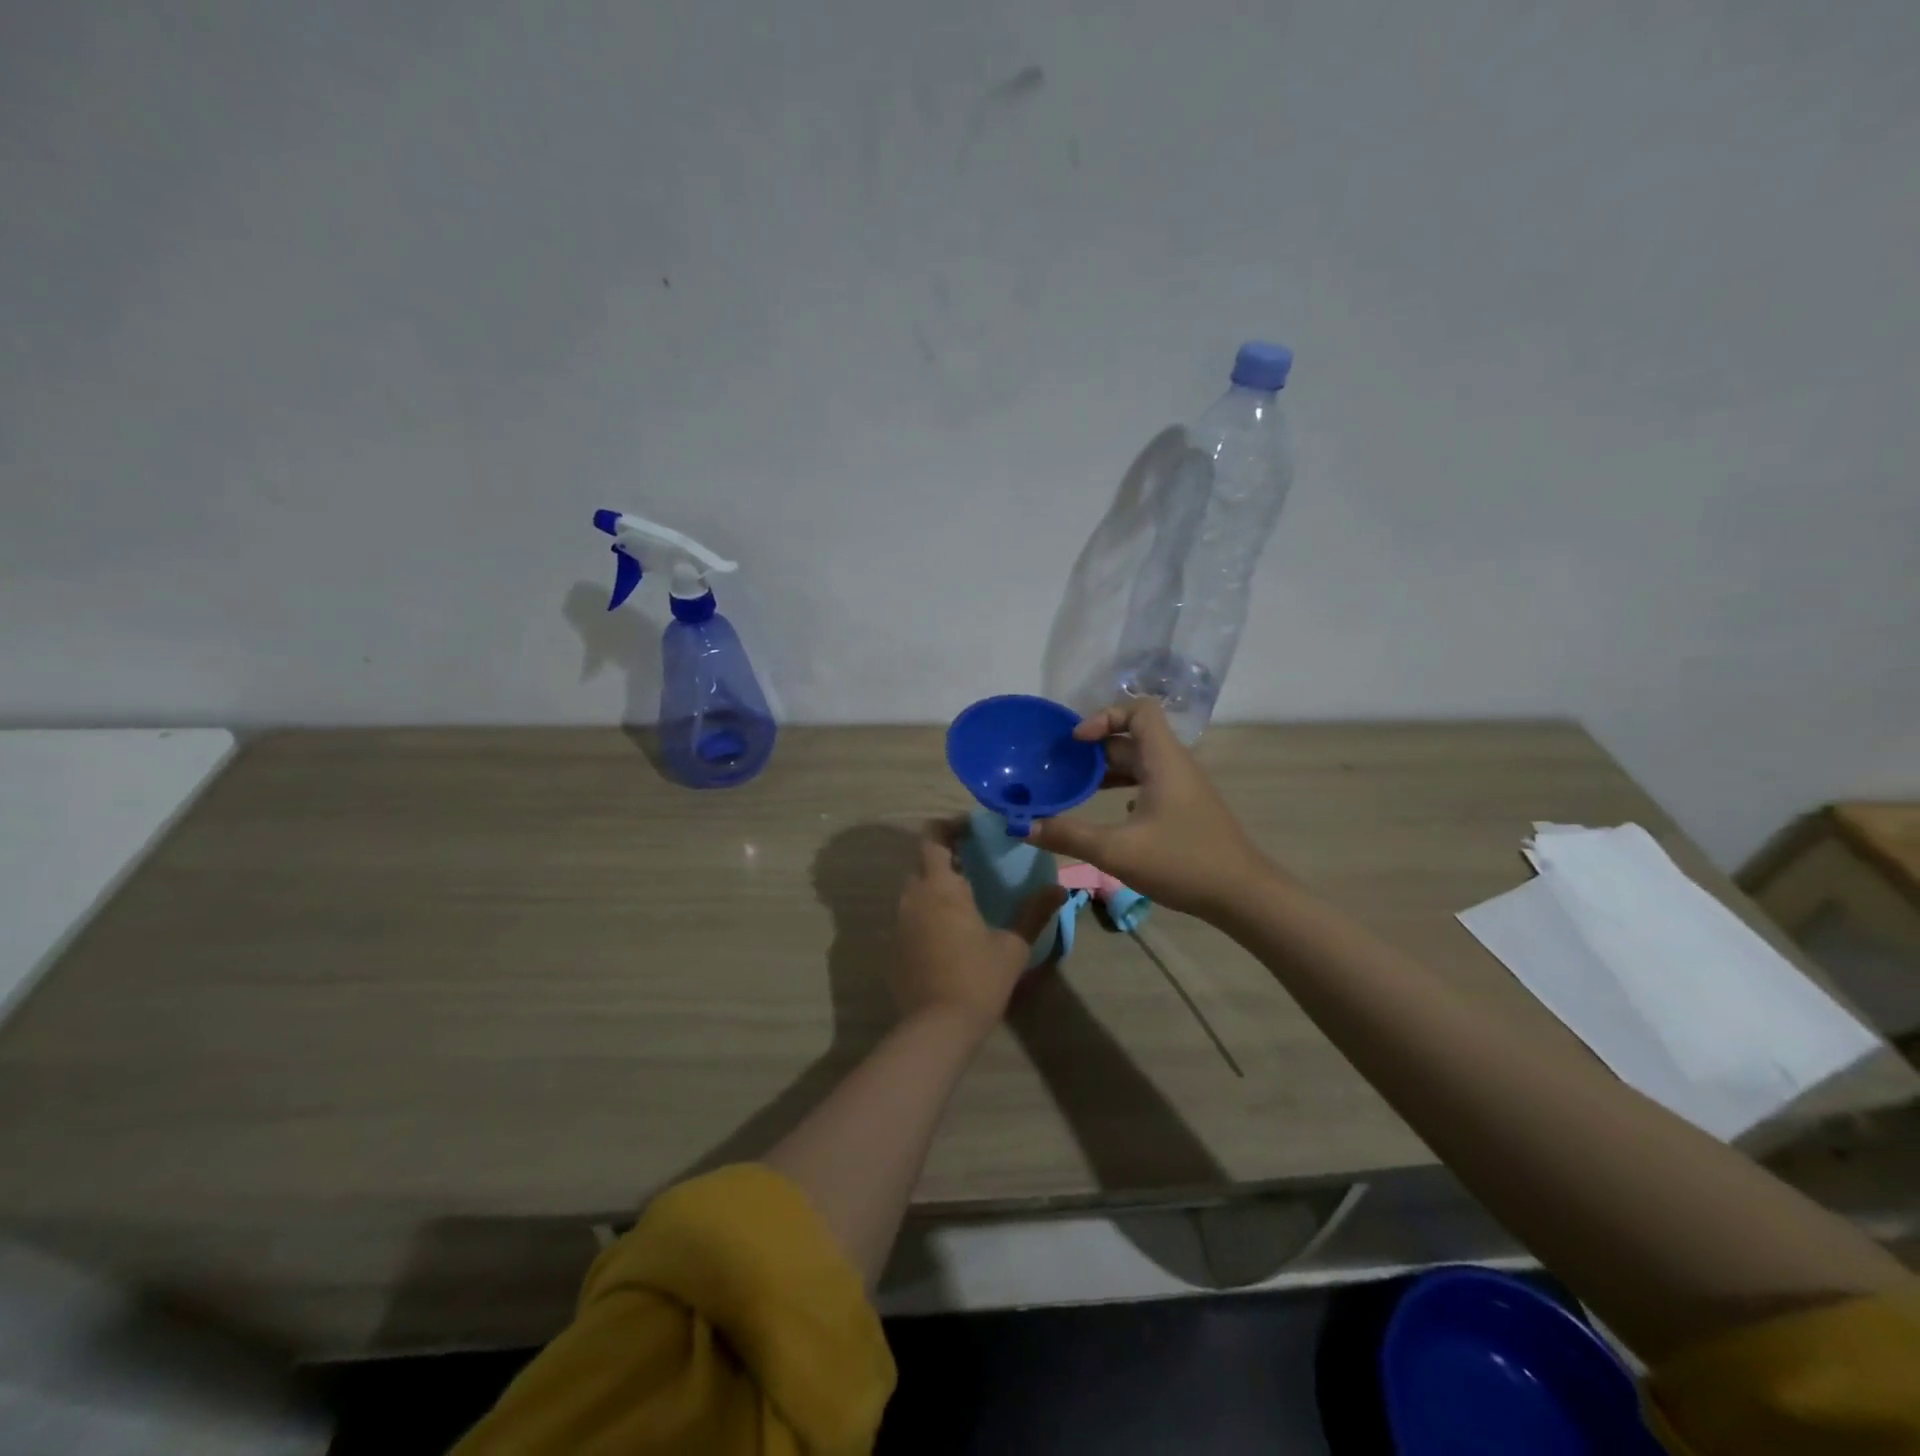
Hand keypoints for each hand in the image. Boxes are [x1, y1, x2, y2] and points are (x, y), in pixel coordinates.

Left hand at [895, 822, 1066, 1035]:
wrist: (936, 1028)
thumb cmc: (978, 979)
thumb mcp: (1013, 946)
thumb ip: (1035, 913)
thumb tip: (1059, 888)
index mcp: (941, 887)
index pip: (932, 837)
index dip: (948, 826)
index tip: (972, 829)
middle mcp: (914, 897)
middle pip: (922, 861)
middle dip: (945, 855)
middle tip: (975, 862)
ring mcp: (900, 922)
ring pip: (915, 888)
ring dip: (935, 884)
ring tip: (966, 895)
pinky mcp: (894, 946)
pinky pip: (910, 914)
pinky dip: (927, 911)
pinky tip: (950, 930)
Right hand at [1030, 699, 1273, 920]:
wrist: (1242, 895)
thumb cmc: (1182, 862)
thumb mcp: (1116, 850)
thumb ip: (1068, 835)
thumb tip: (1023, 826)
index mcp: (1163, 760)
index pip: (1139, 709)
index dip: (1105, 716)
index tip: (1077, 742)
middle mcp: (1174, 765)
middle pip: (1132, 738)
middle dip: (1094, 749)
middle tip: (1060, 768)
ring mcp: (1182, 788)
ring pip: (1139, 764)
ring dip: (1107, 771)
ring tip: (1074, 789)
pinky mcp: (1184, 809)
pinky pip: (1148, 784)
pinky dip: (1123, 789)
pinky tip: (1107, 814)